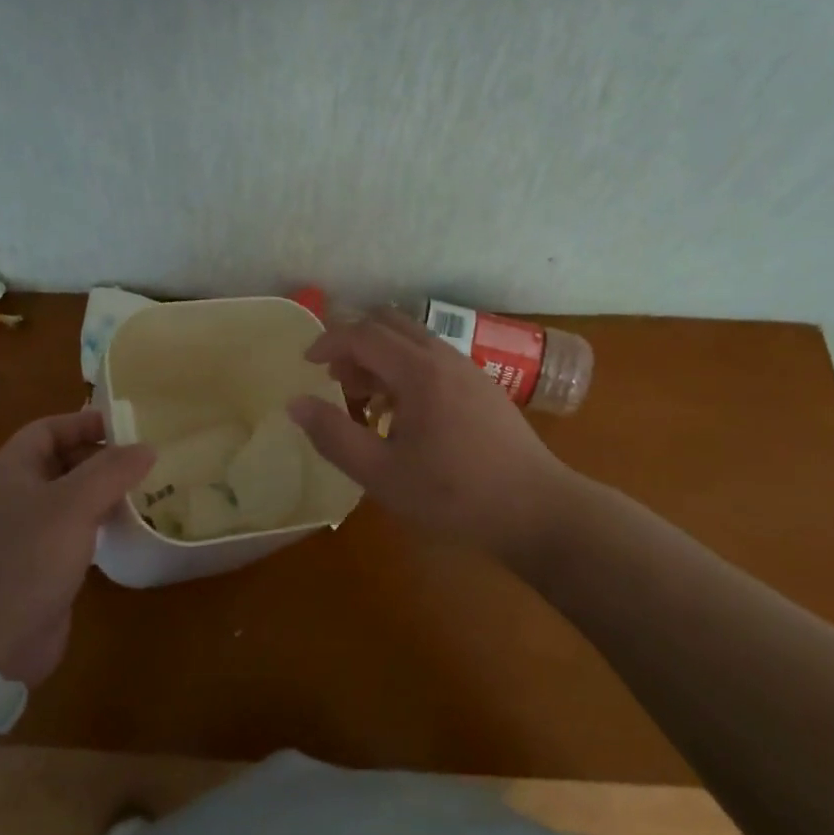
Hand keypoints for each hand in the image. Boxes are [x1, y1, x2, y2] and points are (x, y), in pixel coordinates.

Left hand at [0, 412, 153, 685]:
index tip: (127, 427)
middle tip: (144, 459)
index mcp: (11, 470)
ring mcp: (28, 530)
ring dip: (104, 489)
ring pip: (71, 495)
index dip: (84, 422)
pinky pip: (75, 527)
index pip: (48, 428)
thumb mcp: (73, 505)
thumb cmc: (28, 559)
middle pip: (61, 459)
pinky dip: (100, 520)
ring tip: (146, 488)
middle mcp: (16, 494)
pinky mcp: (42, 562)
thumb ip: (111, 470)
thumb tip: (147, 446)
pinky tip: (129, 526)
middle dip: (101, 456)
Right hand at [287, 311, 572, 566]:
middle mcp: (443, 357)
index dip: (328, 342)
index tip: (306, 365)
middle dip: (354, 344)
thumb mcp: (382, 474)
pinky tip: (404, 414)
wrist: (538, 510)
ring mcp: (468, 368)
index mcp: (418, 371)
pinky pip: (431, 357)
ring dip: (380, 356)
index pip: (362, 334)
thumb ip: (334, 436)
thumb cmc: (455, 495)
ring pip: (411, 339)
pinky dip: (404, 368)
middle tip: (336, 380)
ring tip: (366, 401)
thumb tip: (295, 403)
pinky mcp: (482, 386)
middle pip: (388, 324)